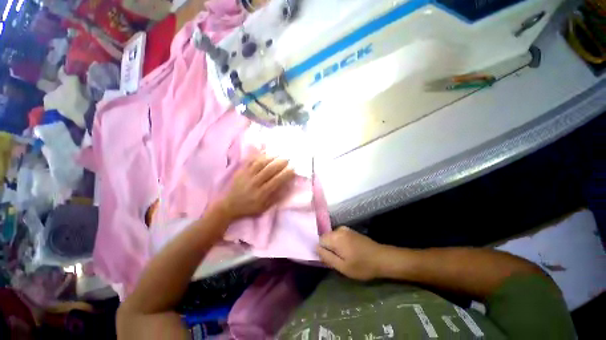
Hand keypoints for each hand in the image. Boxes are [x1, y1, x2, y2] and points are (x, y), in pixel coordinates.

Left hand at [221, 155, 294, 219]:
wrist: (228, 206)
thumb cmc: (249, 208)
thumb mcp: (264, 208)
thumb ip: (275, 198)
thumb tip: (286, 187)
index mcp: (261, 194)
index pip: (276, 181)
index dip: (286, 174)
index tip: (293, 169)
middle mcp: (254, 183)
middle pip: (269, 170)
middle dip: (280, 163)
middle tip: (288, 159)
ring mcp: (246, 176)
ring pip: (260, 163)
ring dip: (271, 157)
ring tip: (279, 154)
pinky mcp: (240, 171)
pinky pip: (250, 161)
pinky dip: (258, 155)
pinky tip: (265, 152)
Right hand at [317, 227, 386, 280]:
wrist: (382, 258)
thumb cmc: (362, 265)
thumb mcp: (343, 267)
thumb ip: (327, 256)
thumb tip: (315, 248)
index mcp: (335, 237)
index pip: (319, 240)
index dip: (321, 250)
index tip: (328, 260)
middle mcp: (339, 230)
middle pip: (325, 238)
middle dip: (328, 248)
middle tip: (337, 261)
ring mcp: (345, 229)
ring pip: (332, 237)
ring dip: (334, 246)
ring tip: (343, 257)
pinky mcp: (350, 231)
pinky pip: (338, 236)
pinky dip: (339, 243)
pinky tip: (348, 251)